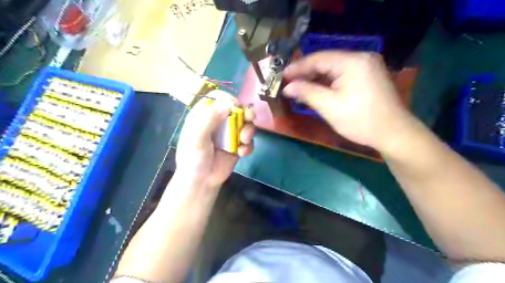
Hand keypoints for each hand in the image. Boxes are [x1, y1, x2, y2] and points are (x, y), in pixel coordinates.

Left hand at [176, 91, 255, 189]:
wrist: (202, 181)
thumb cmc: (193, 158)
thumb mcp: (196, 138)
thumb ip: (208, 119)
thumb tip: (228, 103)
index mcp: (204, 115)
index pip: (217, 97)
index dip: (227, 98)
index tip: (234, 106)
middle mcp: (218, 121)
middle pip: (236, 108)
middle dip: (245, 112)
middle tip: (249, 118)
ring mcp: (230, 133)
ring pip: (246, 123)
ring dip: (249, 129)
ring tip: (244, 140)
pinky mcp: (238, 145)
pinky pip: (249, 140)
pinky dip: (248, 145)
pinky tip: (241, 153)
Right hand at [283, 51, 416, 152]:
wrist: (393, 134)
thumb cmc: (360, 121)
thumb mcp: (329, 107)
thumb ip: (307, 93)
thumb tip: (287, 87)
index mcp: (353, 62)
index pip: (319, 59)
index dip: (298, 67)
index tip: (282, 75)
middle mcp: (362, 57)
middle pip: (327, 61)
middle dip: (306, 73)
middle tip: (288, 82)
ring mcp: (367, 66)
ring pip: (334, 68)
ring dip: (316, 78)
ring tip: (299, 86)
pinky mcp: (368, 75)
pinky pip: (342, 74)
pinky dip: (328, 82)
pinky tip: (316, 89)